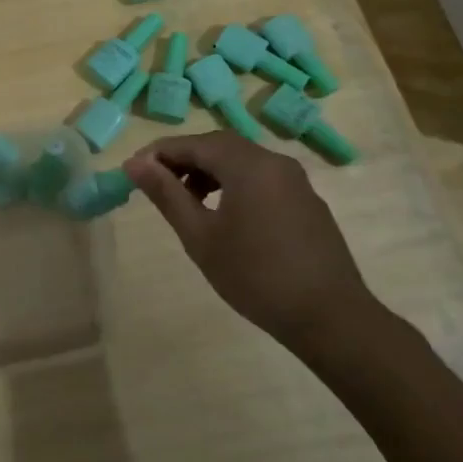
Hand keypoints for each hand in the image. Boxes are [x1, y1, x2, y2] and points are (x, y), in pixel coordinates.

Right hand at [124, 131, 383, 349]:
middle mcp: (274, 162)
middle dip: (184, 160)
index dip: (159, 153)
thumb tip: (134, 163)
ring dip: (209, 172)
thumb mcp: (200, 237)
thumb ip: (167, 194)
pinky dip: (234, 184)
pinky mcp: (307, 202)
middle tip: (156, 185)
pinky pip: (262, 179)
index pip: (194, 143)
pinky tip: (225, 217)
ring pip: (242, 161)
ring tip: (187, 203)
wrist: (330, 318)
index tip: (132, 171)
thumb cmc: (255, 276)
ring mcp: (296, 181)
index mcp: (248, 164)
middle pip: (219, 146)